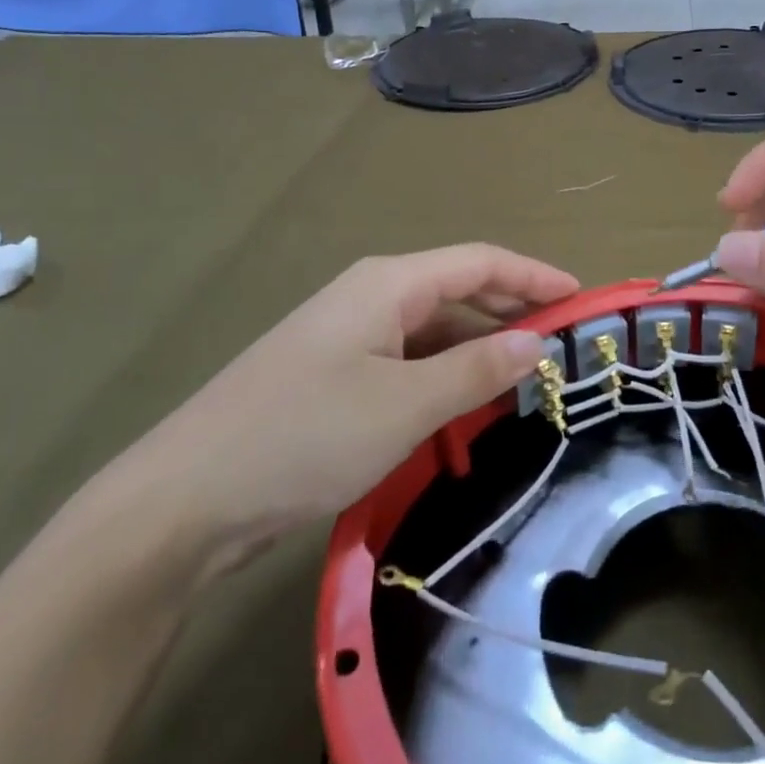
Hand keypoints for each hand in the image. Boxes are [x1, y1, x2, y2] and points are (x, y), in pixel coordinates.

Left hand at [93, 245, 576, 587]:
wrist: (183, 501)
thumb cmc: (305, 436)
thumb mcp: (405, 405)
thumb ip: (477, 370)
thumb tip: (536, 341)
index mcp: (388, 284)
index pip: (480, 262)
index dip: (534, 275)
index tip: (581, 298)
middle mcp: (369, 297)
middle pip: (458, 290)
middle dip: (512, 310)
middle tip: (562, 342)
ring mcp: (347, 338)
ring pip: (432, 331)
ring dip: (478, 349)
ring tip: (525, 378)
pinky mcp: (333, 377)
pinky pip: (407, 362)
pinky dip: (444, 376)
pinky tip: (463, 407)